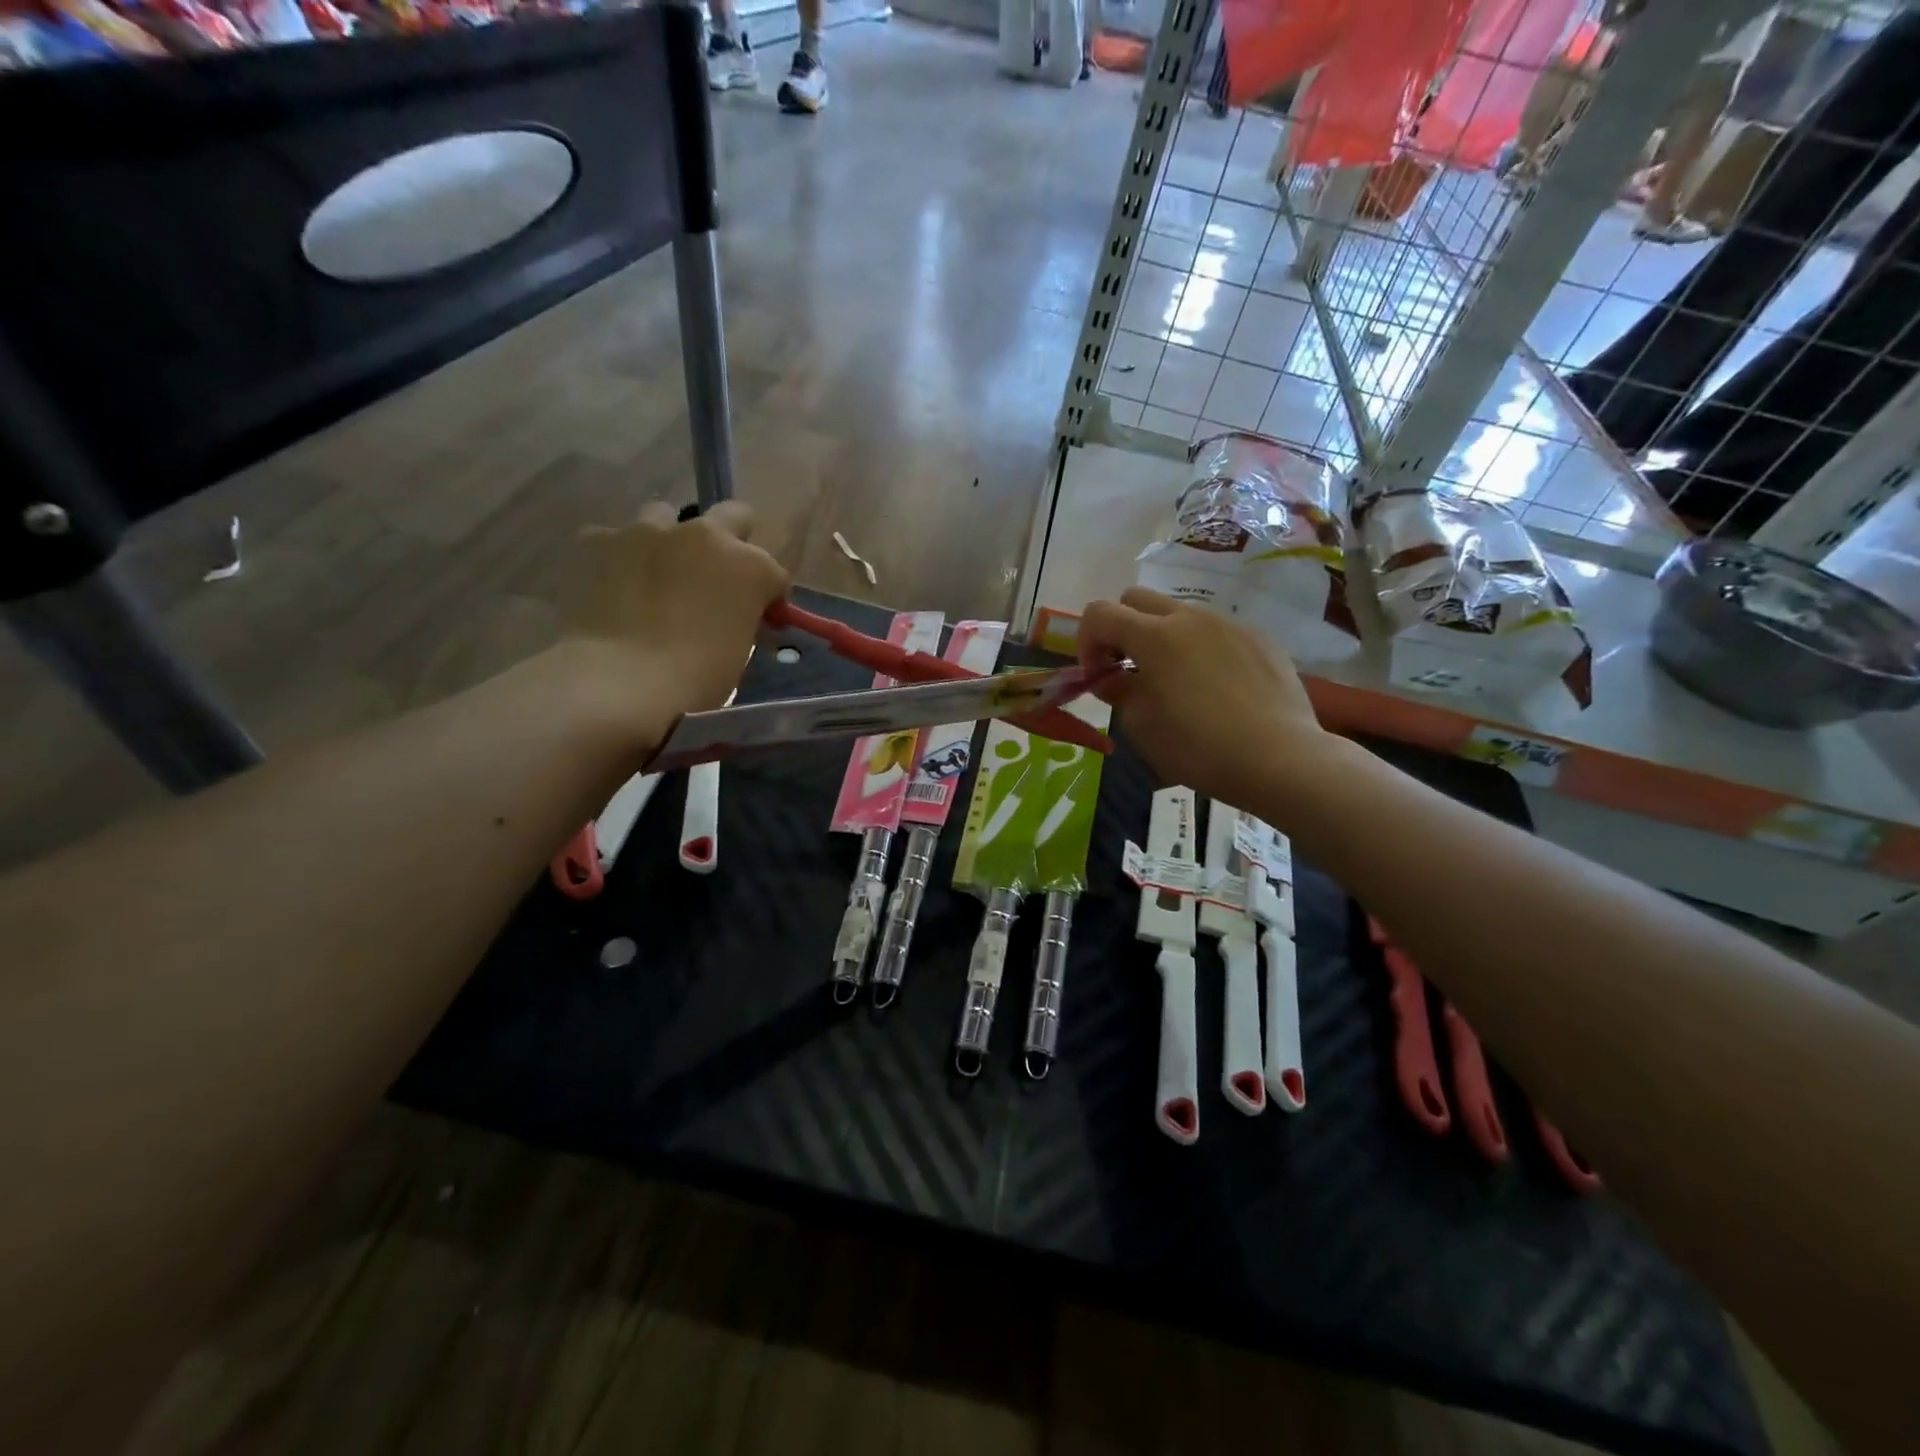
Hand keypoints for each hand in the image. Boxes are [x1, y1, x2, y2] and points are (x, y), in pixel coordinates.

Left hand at [564, 501, 788, 743]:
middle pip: (734, 516)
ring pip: (666, 517)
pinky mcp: (603, 541)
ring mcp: (651, 532)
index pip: (774, 574)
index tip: (761, 621)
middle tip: (719, 577)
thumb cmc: (697, 678)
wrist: (622, 680)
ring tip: (660, 576)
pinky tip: (617, 583)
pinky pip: (613, 538)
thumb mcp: (739, 651)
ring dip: (670, 541)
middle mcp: (707, 535)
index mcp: (751, 567)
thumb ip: (741, 620)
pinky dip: (619, 557)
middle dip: (733, 540)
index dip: (769, 598)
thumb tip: (731, 617)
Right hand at [1078, 588, 1335, 811]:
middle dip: (1121, 628)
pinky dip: (1201, 649)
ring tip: (1175, 681)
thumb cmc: (1198, 748)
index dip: (1086, 641)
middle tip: (1127, 669)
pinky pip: (1216, 631)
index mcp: (1154, 637)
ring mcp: (1228, 624)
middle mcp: (1190, 617)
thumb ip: (1118, 691)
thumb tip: (1110, 676)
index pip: (1099, 613)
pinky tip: (1216, 688)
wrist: (1279, 758)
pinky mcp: (1259, 638)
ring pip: (1179, 613)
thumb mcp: (1142, 727)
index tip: (1097, 675)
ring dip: (1162, 637)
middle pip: (1136, 599)